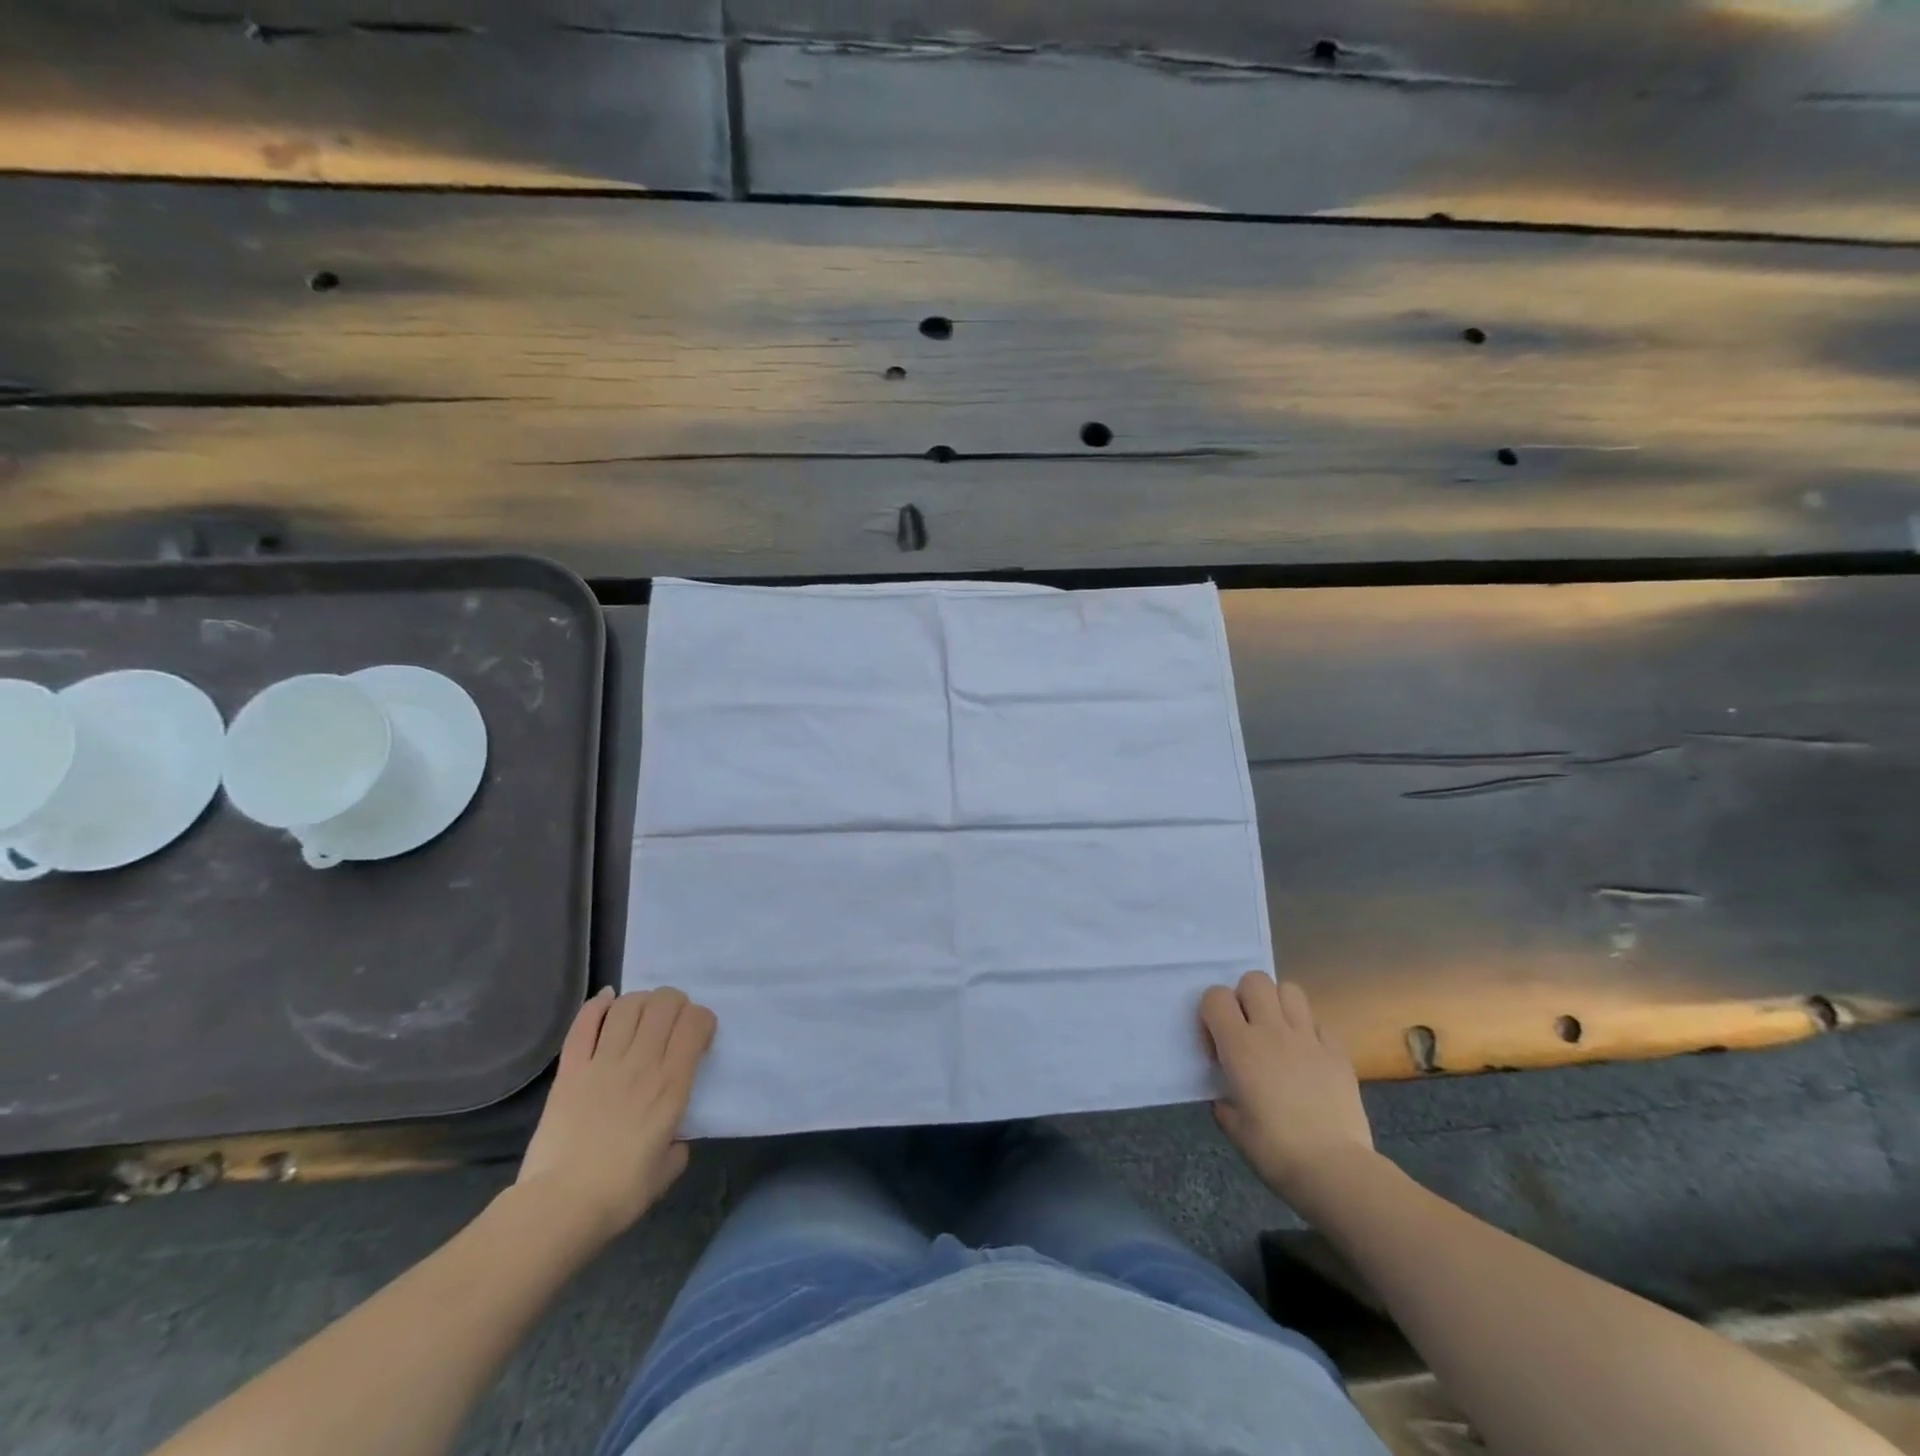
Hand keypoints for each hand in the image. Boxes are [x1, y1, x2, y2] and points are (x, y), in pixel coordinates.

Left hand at [515, 987, 715, 1243]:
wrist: (559, 1207)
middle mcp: (641, 1062)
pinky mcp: (570, 1069)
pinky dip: (597, 1005)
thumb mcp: (668, 1168)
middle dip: (675, 1003)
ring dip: (641, 1001)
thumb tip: (673, 1137)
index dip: (702, 1019)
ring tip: (642, 1014)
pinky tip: (607, 1001)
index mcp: (671, 1084)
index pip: (695, 1023)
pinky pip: (584, 1024)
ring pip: (629, 1005)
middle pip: (664, 1003)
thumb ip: (678, 1143)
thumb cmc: (621, 1193)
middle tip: (672, 1021)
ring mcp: (603, 1062)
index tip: (699, 1036)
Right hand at [1200, 972, 1375, 1200]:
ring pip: (1290, 990)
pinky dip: (1309, 1032)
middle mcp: (1273, 1031)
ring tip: (1277, 1033)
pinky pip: (1319, 1023)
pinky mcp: (1338, 1052)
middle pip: (1255, 980)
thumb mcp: (1233, 1127)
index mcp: (1240, 1046)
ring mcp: (1309, 1038)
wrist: (1334, 1169)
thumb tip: (1229, 1095)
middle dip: (1245, 997)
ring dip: (1278, 1004)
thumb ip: (1225, 1100)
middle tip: (1247, 1030)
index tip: (1216, 1046)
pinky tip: (1307, 1057)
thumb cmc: (1274, 1150)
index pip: (1215, 996)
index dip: (1210, 1013)